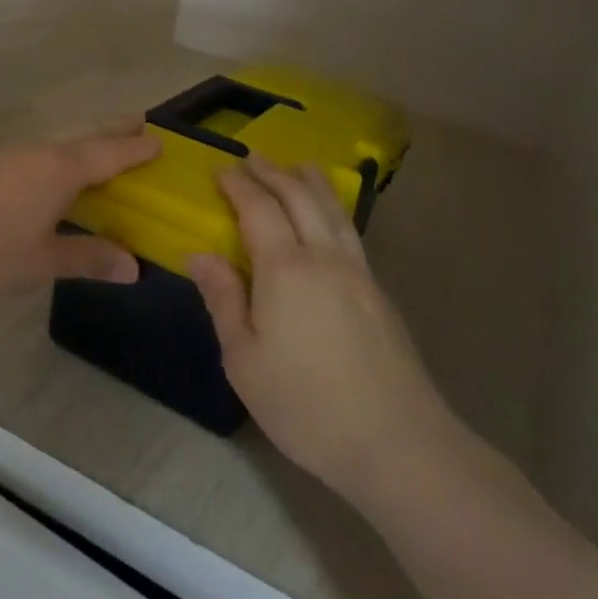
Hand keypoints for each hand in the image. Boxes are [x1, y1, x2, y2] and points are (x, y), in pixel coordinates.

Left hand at [0, 123, 160, 318]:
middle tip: (140, 125)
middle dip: (113, 131)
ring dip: (88, 144)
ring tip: (109, 152)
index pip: (108, 152)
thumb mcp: (44, 260)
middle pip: (85, 136)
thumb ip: (89, 257)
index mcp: (58, 168)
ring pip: (62, 144)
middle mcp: (39, 154)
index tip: (160, 142)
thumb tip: (132, 267)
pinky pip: (44, 156)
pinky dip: (66, 160)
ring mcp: (13, 160)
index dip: (135, 149)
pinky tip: (64, 180)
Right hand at [189, 156, 450, 502]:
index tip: (221, 168)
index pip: (258, 209)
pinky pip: (350, 232)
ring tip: (299, 166)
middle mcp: (324, 257)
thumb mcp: (244, 359)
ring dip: (311, 183)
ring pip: (333, 210)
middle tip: (253, 157)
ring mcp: (358, 273)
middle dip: (274, 172)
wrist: (396, 442)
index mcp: (285, 268)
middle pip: (300, 198)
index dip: (238, 185)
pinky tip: (330, 218)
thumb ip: (223, 300)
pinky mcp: (379, 294)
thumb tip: (200, 255)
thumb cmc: (305, 403)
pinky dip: (333, 209)